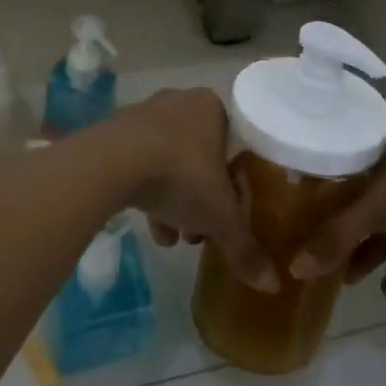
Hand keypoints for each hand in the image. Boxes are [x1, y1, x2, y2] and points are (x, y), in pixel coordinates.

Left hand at [115, 90, 276, 293]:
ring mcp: (144, 115)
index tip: (230, 213)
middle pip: (200, 158)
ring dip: (174, 202)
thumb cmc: (181, 175)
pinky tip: (151, 228)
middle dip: (201, 199)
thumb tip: (272, 284)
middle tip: (200, 232)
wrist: (112, 162)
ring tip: (173, 239)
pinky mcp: (115, 133)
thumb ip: (244, 248)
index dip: (234, 185)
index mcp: (212, 108)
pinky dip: (148, 194)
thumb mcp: (220, 217)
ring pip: (169, 164)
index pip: (234, 146)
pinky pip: (140, 165)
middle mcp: (179, 102)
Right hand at [289, 130, 385, 298]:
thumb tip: (294, 268)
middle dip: (348, 234)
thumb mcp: (377, 204)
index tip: (301, 220)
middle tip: (323, 260)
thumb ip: (337, 237)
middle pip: (371, 208)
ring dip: (375, 254)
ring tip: (349, 280)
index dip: (326, 198)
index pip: (349, 176)